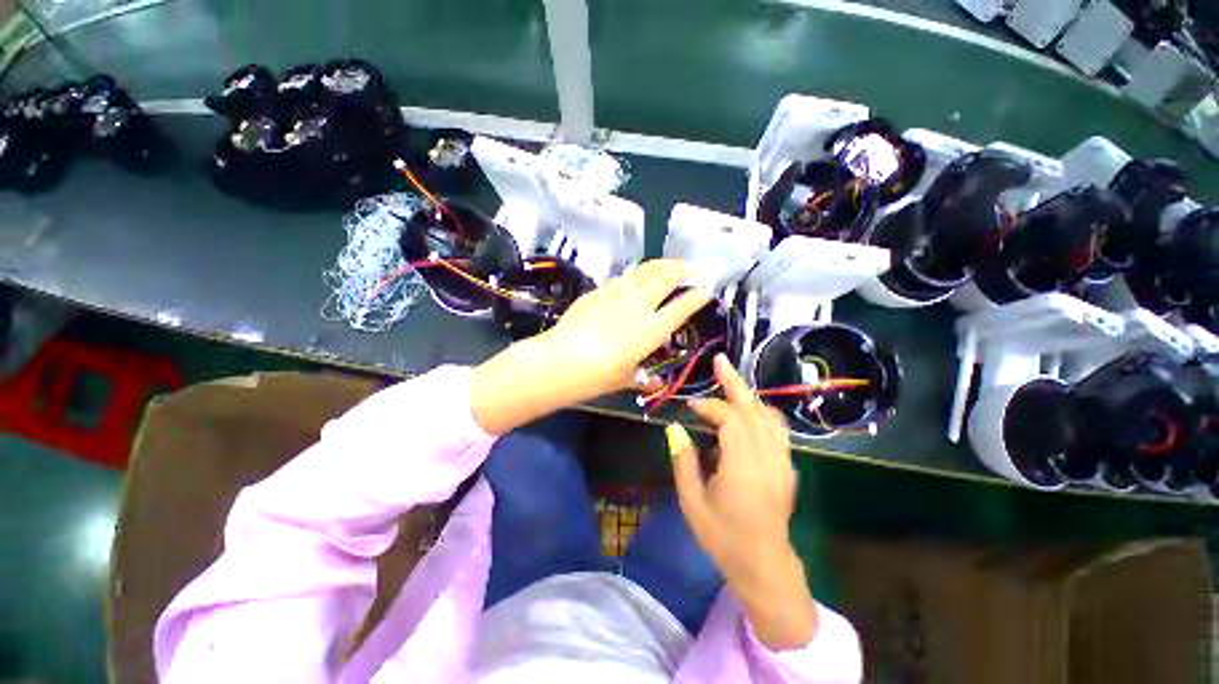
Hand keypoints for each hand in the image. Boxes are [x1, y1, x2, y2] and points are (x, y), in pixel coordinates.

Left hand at [472, 259, 708, 433]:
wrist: (560, 360)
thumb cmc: (597, 376)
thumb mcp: (625, 380)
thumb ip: (643, 379)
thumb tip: (653, 383)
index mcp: (652, 328)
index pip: (683, 306)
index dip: (698, 296)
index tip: (707, 290)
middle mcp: (639, 305)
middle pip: (666, 276)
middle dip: (684, 268)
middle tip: (693, 267)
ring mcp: (617, 294)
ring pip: (644, 270)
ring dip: (660, 265)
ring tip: (668, 265)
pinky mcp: (598, 291)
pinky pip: (621, 278)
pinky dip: (634, 276)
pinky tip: (633, 279)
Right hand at [668, 354, 817, 649]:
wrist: (764, 565)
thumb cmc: (723, 537)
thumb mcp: (692, 502)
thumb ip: (683, 461)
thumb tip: (675, 429)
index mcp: (743, 468)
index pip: (730, 420)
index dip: (710, 406)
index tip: (691, 406)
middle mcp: (767, 459)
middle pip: (754, 410)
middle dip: (735, 383)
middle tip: (721, 362)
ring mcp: (783, 462)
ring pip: (770, 417)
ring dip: (749, 397)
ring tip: (731, 383)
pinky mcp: (787, 467)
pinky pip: (777, 430)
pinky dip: (761, 414)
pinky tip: (747, 413)